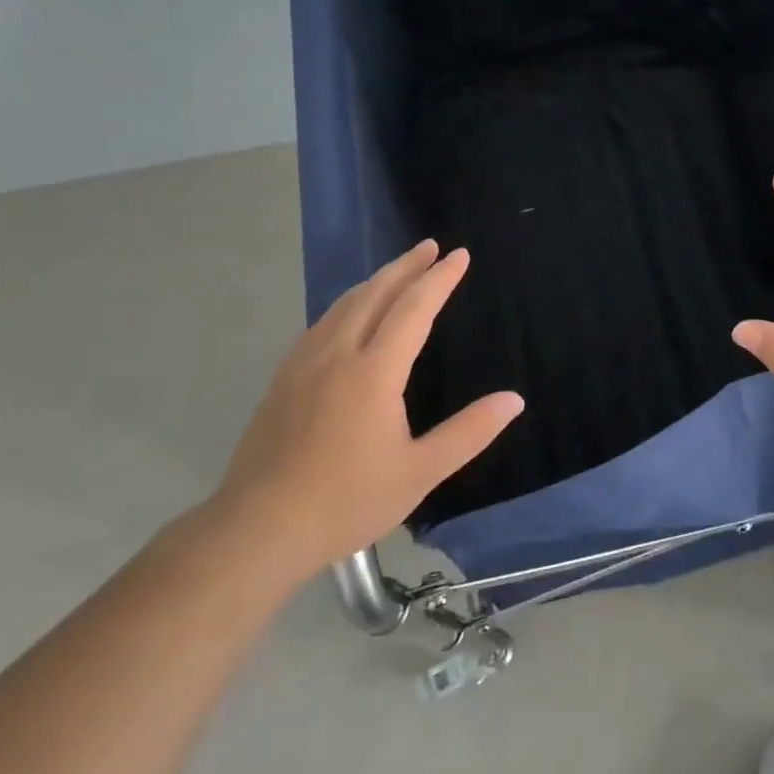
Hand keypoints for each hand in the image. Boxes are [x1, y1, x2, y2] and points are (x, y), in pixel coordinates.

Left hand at [209, 241, 522, 581]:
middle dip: (406, 266)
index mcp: (373, 372)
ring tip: (397, 270)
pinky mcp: (283, 379)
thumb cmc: (347, 500)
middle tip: (430, 246)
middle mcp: (337, 354)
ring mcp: (304, 364)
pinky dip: (348, 303)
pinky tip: (350, 313)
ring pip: (344, 305)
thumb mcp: (420, 472)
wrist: (258, 528)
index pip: (413, 309)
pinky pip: (322, 323)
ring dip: (376, 281)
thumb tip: (514, 400)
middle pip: (375, 293)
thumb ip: (469, 432)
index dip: (439, 279)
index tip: (459, 255)